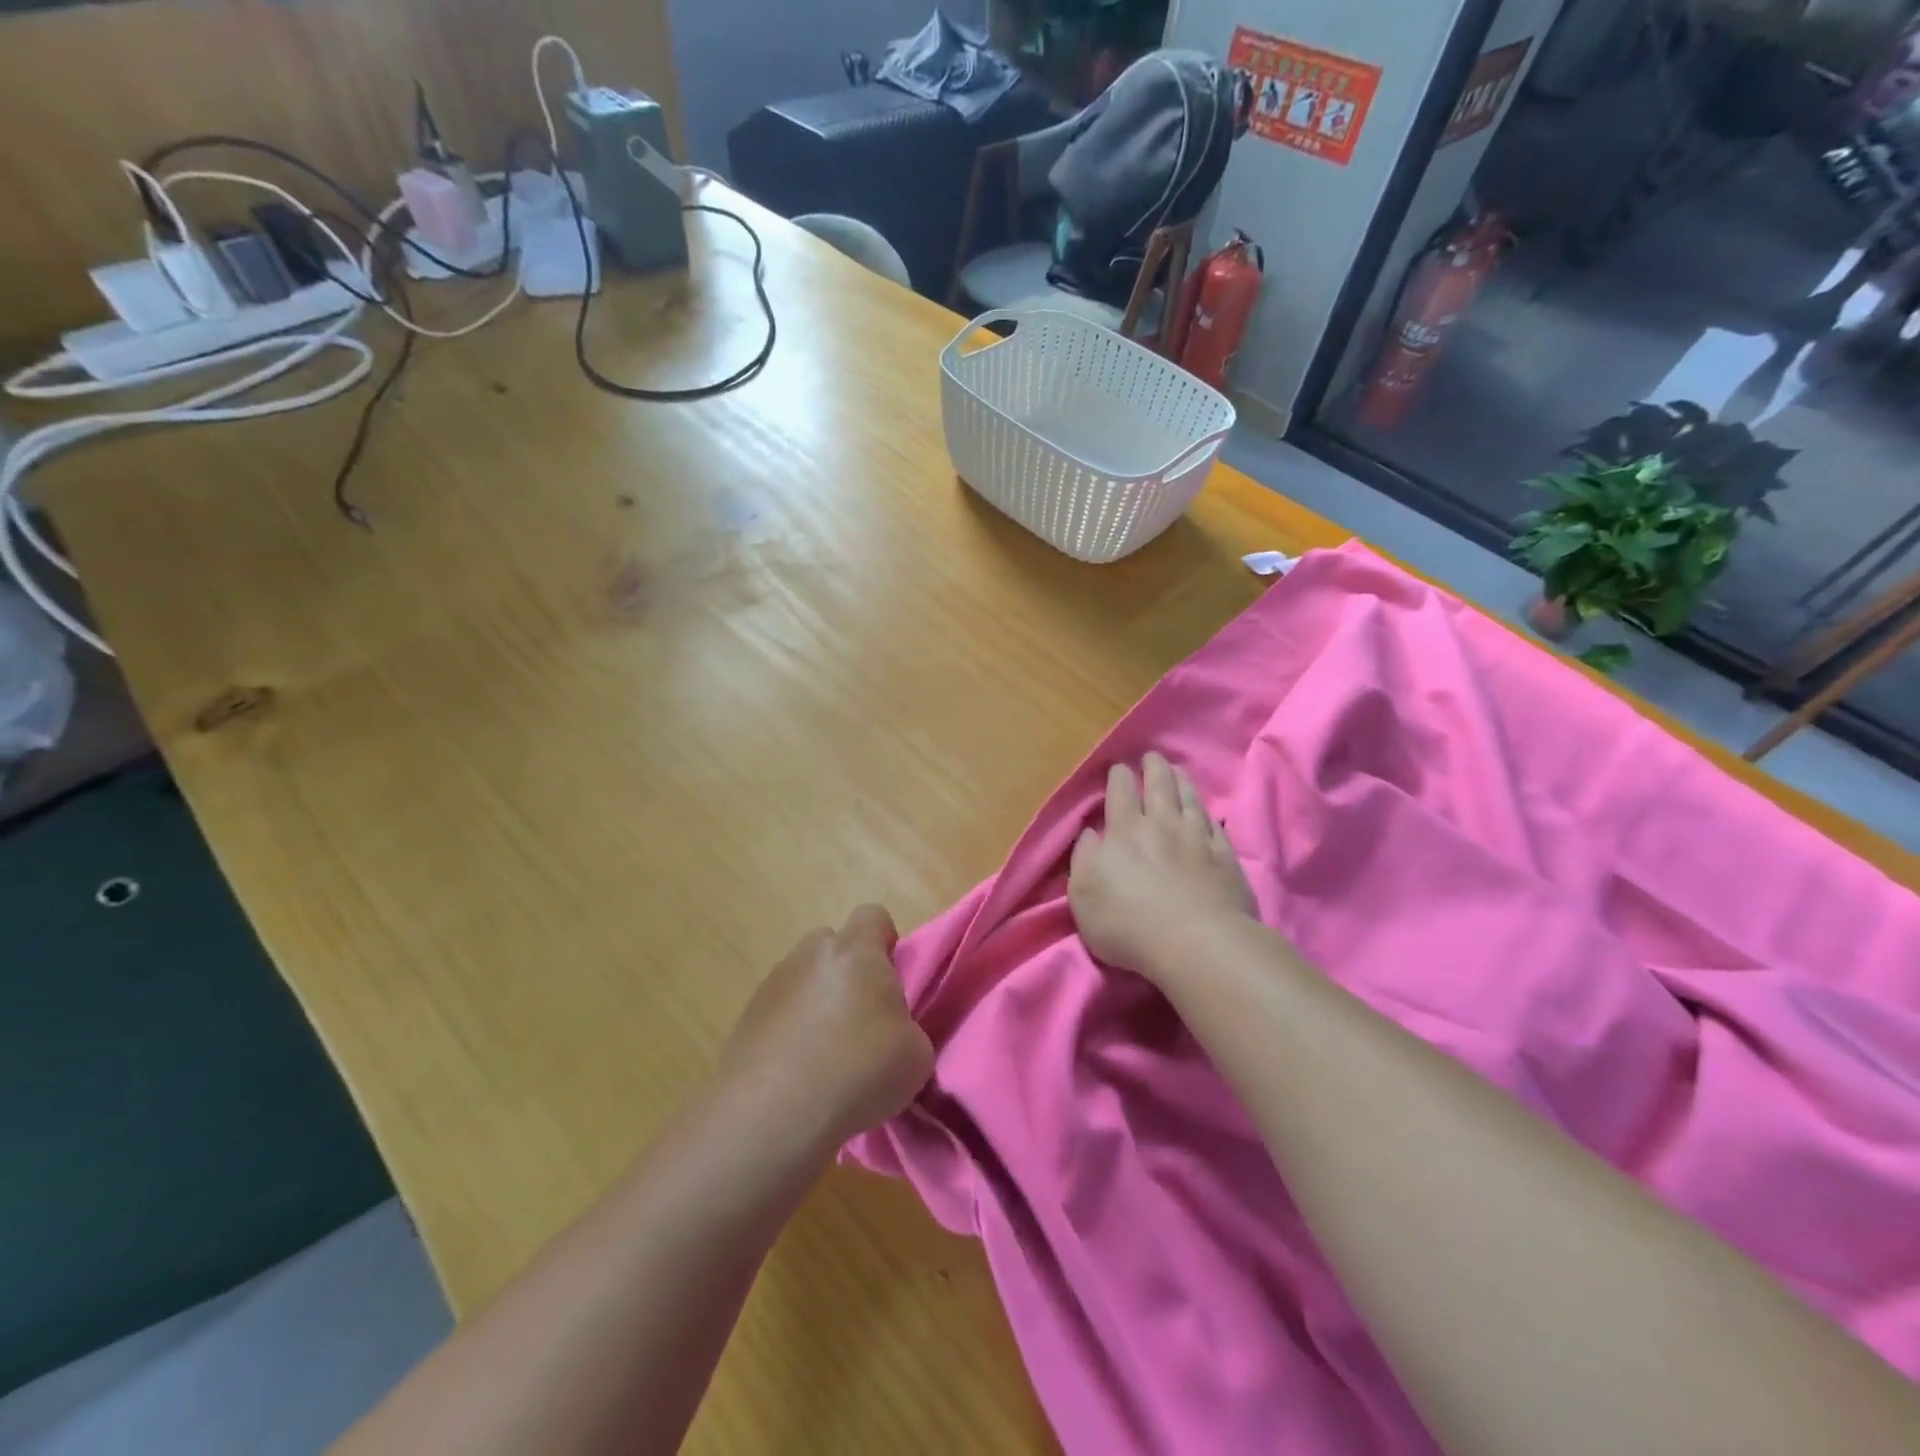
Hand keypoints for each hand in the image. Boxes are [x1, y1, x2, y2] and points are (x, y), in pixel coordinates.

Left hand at [720, 905, 933, 1149]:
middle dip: (847, 972)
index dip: (886, 942)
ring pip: (802, 981)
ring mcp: (771, 986)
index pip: (874, 916)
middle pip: (832, 946)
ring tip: (826, 1058)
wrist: (773, 1113)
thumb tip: (890, 1033)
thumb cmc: (858, 1070)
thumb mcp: (916, 1055)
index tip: (893, 979)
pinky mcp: (744, 1021)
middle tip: (862, 1019)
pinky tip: (797, 1077)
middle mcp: (810, 955)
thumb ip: (907, 1028)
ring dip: (815, 1005)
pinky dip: (789, 1035)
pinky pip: (777, 1016)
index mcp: (855, 951)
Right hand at [1070, 752, 1255, 978]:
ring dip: (1182, 782)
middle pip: (1159, 787)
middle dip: (1153, 768)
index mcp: (1125, 831)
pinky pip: (1217, 828)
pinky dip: (1210, 816)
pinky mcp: (1225, 859)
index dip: (1119, 777)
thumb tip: (1090, 832)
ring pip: (1190, 800)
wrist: (1195, 943)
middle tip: (1152, 756)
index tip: (1119, 768)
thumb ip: (1084, 858)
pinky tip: (1209, 814)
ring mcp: (1198, 840)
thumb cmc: (1128, 923)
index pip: (1121, 793)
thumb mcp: (1083, 895)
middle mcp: (1162, 826)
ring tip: (1178, 770)